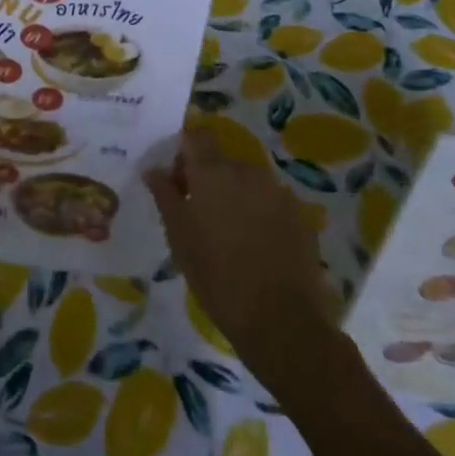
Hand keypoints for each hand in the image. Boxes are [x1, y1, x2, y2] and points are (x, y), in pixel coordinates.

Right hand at [144, 126, 339, 362]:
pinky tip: (255, 246)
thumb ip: (165, 195)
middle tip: (198, 214)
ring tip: (228, 234)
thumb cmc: (216, 275)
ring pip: (248, 182)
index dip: (185, 151)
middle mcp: (248, 172)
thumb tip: (154, 169)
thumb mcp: (179, 236)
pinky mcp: (301, 216)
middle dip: (208, 179)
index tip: (178, 180)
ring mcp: (279, 193)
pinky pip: (270, 202)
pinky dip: (259, 213)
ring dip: (234, 196)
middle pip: (222, 160)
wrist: (281, 319)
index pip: (197, 135)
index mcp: (213, 172)